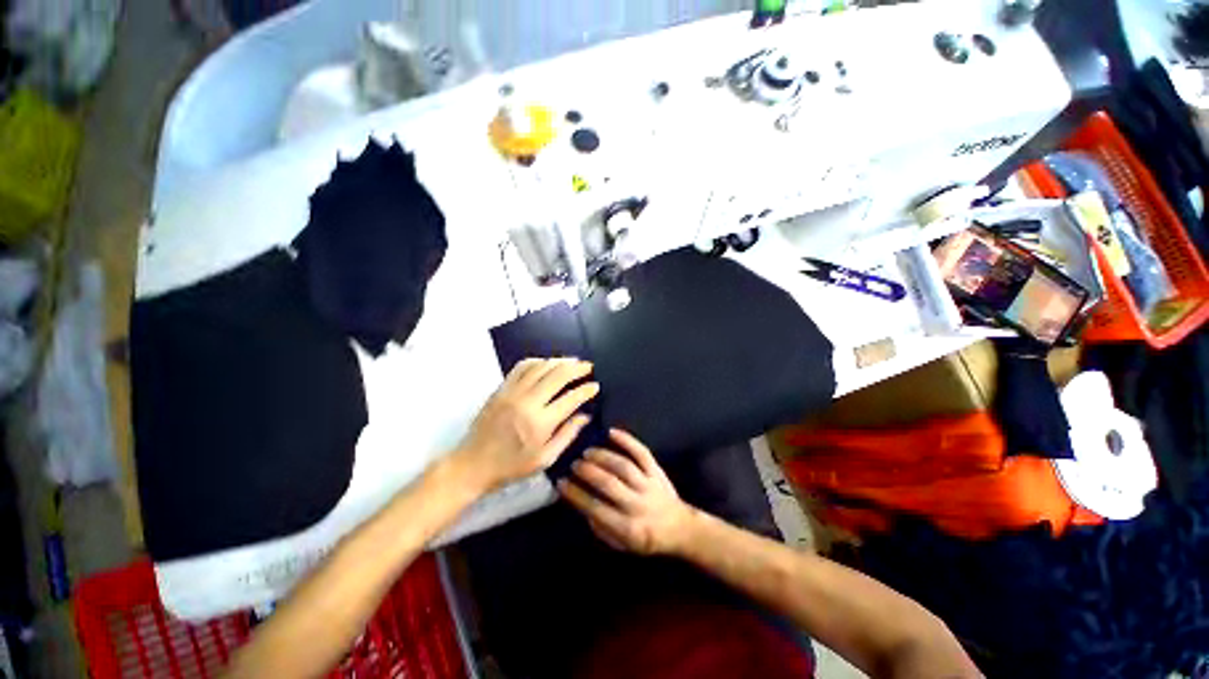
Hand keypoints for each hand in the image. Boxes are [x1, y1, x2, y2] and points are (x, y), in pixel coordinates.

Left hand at [455, 358, 599, 492]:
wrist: (473, 464)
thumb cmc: (512, 466)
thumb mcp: (544, 459)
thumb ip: (567, 435)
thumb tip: (585, 416)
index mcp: (541, 423)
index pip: (571, 398)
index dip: (586, 390)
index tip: (595, 386)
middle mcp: (528, 402)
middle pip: (558, 375)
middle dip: (577, 368)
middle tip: (588, 367)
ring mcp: (513, 392)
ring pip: (541, 366)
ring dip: (560, 361)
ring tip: (572, 361)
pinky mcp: (501, 388)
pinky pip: (521, 367)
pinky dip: (537, 361)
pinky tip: (546, 363)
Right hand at [557, 429, 696, 555]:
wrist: (680, 528)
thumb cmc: (646, 538)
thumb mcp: (621, 545)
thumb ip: (600, 528)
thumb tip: (582, 504)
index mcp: (628, 528)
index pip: (595, 508)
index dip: (576, 494)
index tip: (561, 482)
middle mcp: (638, 505)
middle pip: (609, 484)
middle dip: (588, 472)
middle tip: (574, 464)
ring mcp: (649, 485)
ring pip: (623, 466)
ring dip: (603, 457)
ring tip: (587, 452)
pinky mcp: (656, 471)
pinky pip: (641, 453)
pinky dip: (627, 440)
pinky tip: (611, 432)